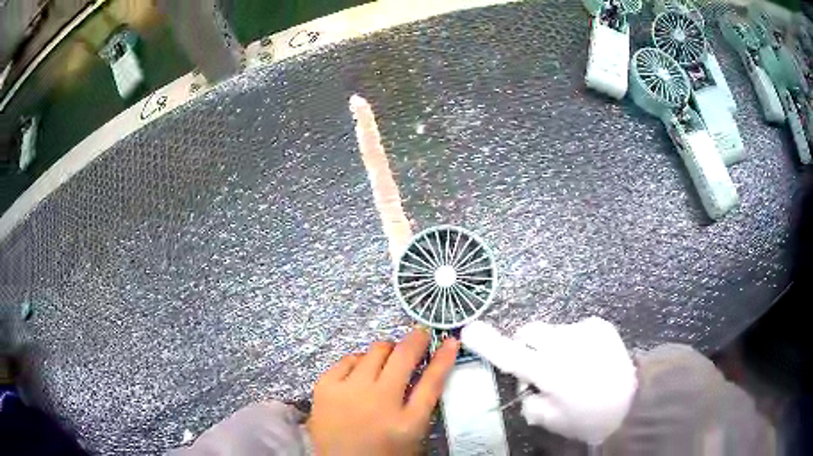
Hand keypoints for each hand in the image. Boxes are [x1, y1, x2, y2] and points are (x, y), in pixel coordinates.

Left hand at [307, 327, 459, 454]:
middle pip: (403, 356)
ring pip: (375, 350)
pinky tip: (361, 371)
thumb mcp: (411, 433)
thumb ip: (421, 404)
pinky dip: (359, 361)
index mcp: (407, 421)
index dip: (444, 357)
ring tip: (387, 360)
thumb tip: (428, 370)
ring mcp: (349, 391)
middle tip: (419, 337)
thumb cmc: (381, 452)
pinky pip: (348, 359)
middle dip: (416, 339)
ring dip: (387, 352)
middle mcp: (379, 400)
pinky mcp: (325, 387)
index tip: (450, 341)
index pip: (433, 381)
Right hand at [461, 317, 636, 444]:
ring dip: (552, 346)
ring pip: (553, 332)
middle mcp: (564, 345)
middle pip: (530, 332)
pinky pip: (575, 329)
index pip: (510, 355)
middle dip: (526, 346)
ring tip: (572, 366)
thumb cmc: (589, 417)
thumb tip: (528, 388)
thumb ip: (531, 403)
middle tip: (537, 368)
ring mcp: (584, 330)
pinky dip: (574, 342)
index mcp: (550, 372)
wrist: (634, 400)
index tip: (469, 330)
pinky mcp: (599, 324)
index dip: (487, 343)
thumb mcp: (552, 421)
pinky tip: (588, 358)